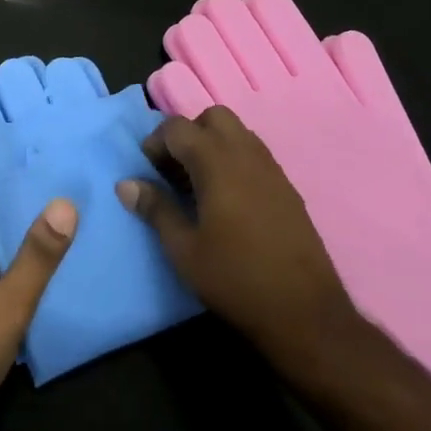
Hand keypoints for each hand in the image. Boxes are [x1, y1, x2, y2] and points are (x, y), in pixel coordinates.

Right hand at [118, 105, 364, 380]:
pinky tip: (226, 201)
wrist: (305, 312)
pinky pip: (254, 155)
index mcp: (218, 163)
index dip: (156, 142)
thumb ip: (155, 209)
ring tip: (198, 185)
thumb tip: (126, 184)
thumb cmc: (235, 279)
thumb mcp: (183, 249)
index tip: (148, 171)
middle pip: (213, 118)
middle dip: (189, 134)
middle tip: (174, 170)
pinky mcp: (287, 188)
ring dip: (212, 145)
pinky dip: (234, 161)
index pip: (178, 127)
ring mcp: (272, 170)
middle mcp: (247, 155)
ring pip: (238, 133)